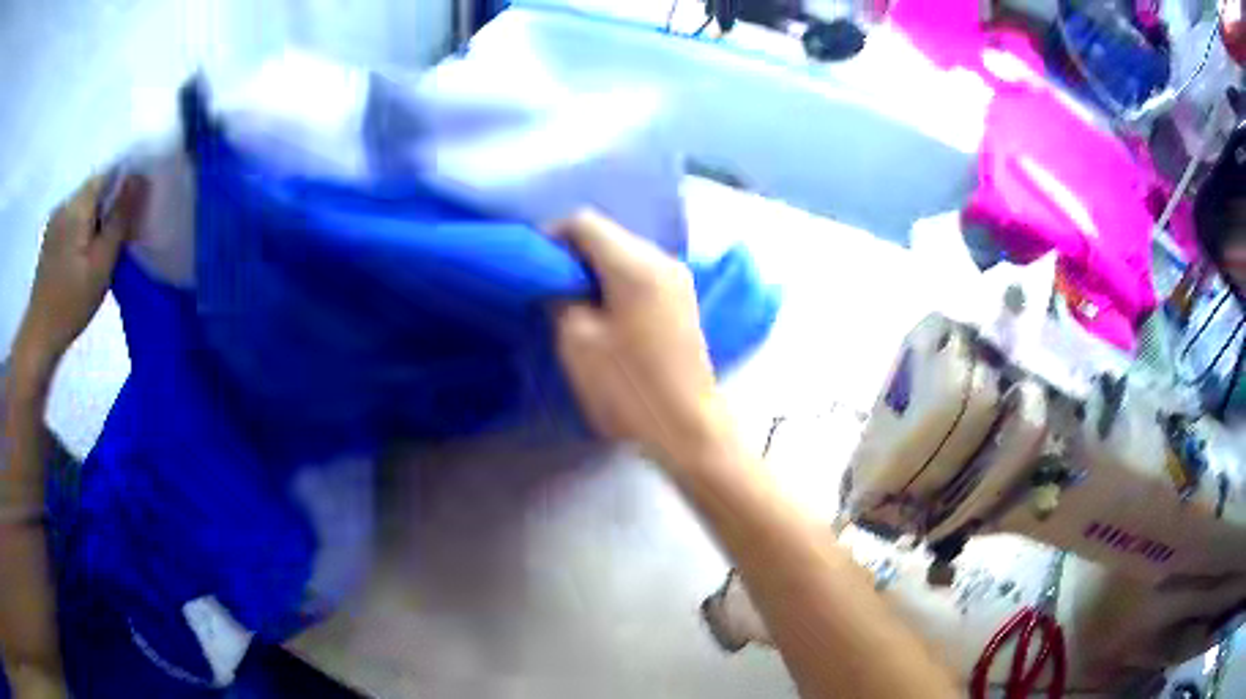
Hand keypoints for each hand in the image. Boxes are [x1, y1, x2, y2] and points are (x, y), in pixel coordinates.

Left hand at [12, 174, 146, 385]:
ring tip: (104, 248)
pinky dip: (83, 229)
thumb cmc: (72, 303)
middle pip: (94, 189)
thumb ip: (120, 218)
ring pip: (83, 206)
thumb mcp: (102, 263)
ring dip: (96, 218)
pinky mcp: (50, 240)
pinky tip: (85, 256)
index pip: (107, 175)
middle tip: (122, 235)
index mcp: (77, 205)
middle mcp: (65, 204)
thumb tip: (139, 177)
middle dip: (110, 203)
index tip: (135, 209)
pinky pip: (73, 221)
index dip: (124, 184)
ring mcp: (55, 222)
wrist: (39, 337)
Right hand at [553, 211, 732, 467]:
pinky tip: (603, 311)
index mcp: (636, 265)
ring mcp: (678, 280)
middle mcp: (662, 260)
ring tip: (572, 299)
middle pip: (609, 235)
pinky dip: (616, 282)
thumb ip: (561, 297)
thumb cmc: (630, 388)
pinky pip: (642, 274)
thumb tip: (557, 280)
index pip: (586, 223)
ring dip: (595, 269)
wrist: (688, 427)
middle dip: (574, 253)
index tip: (532, 264)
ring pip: (626, 253)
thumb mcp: (579, 343)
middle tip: (548, 283)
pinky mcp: (684, 300)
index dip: (553, 236)